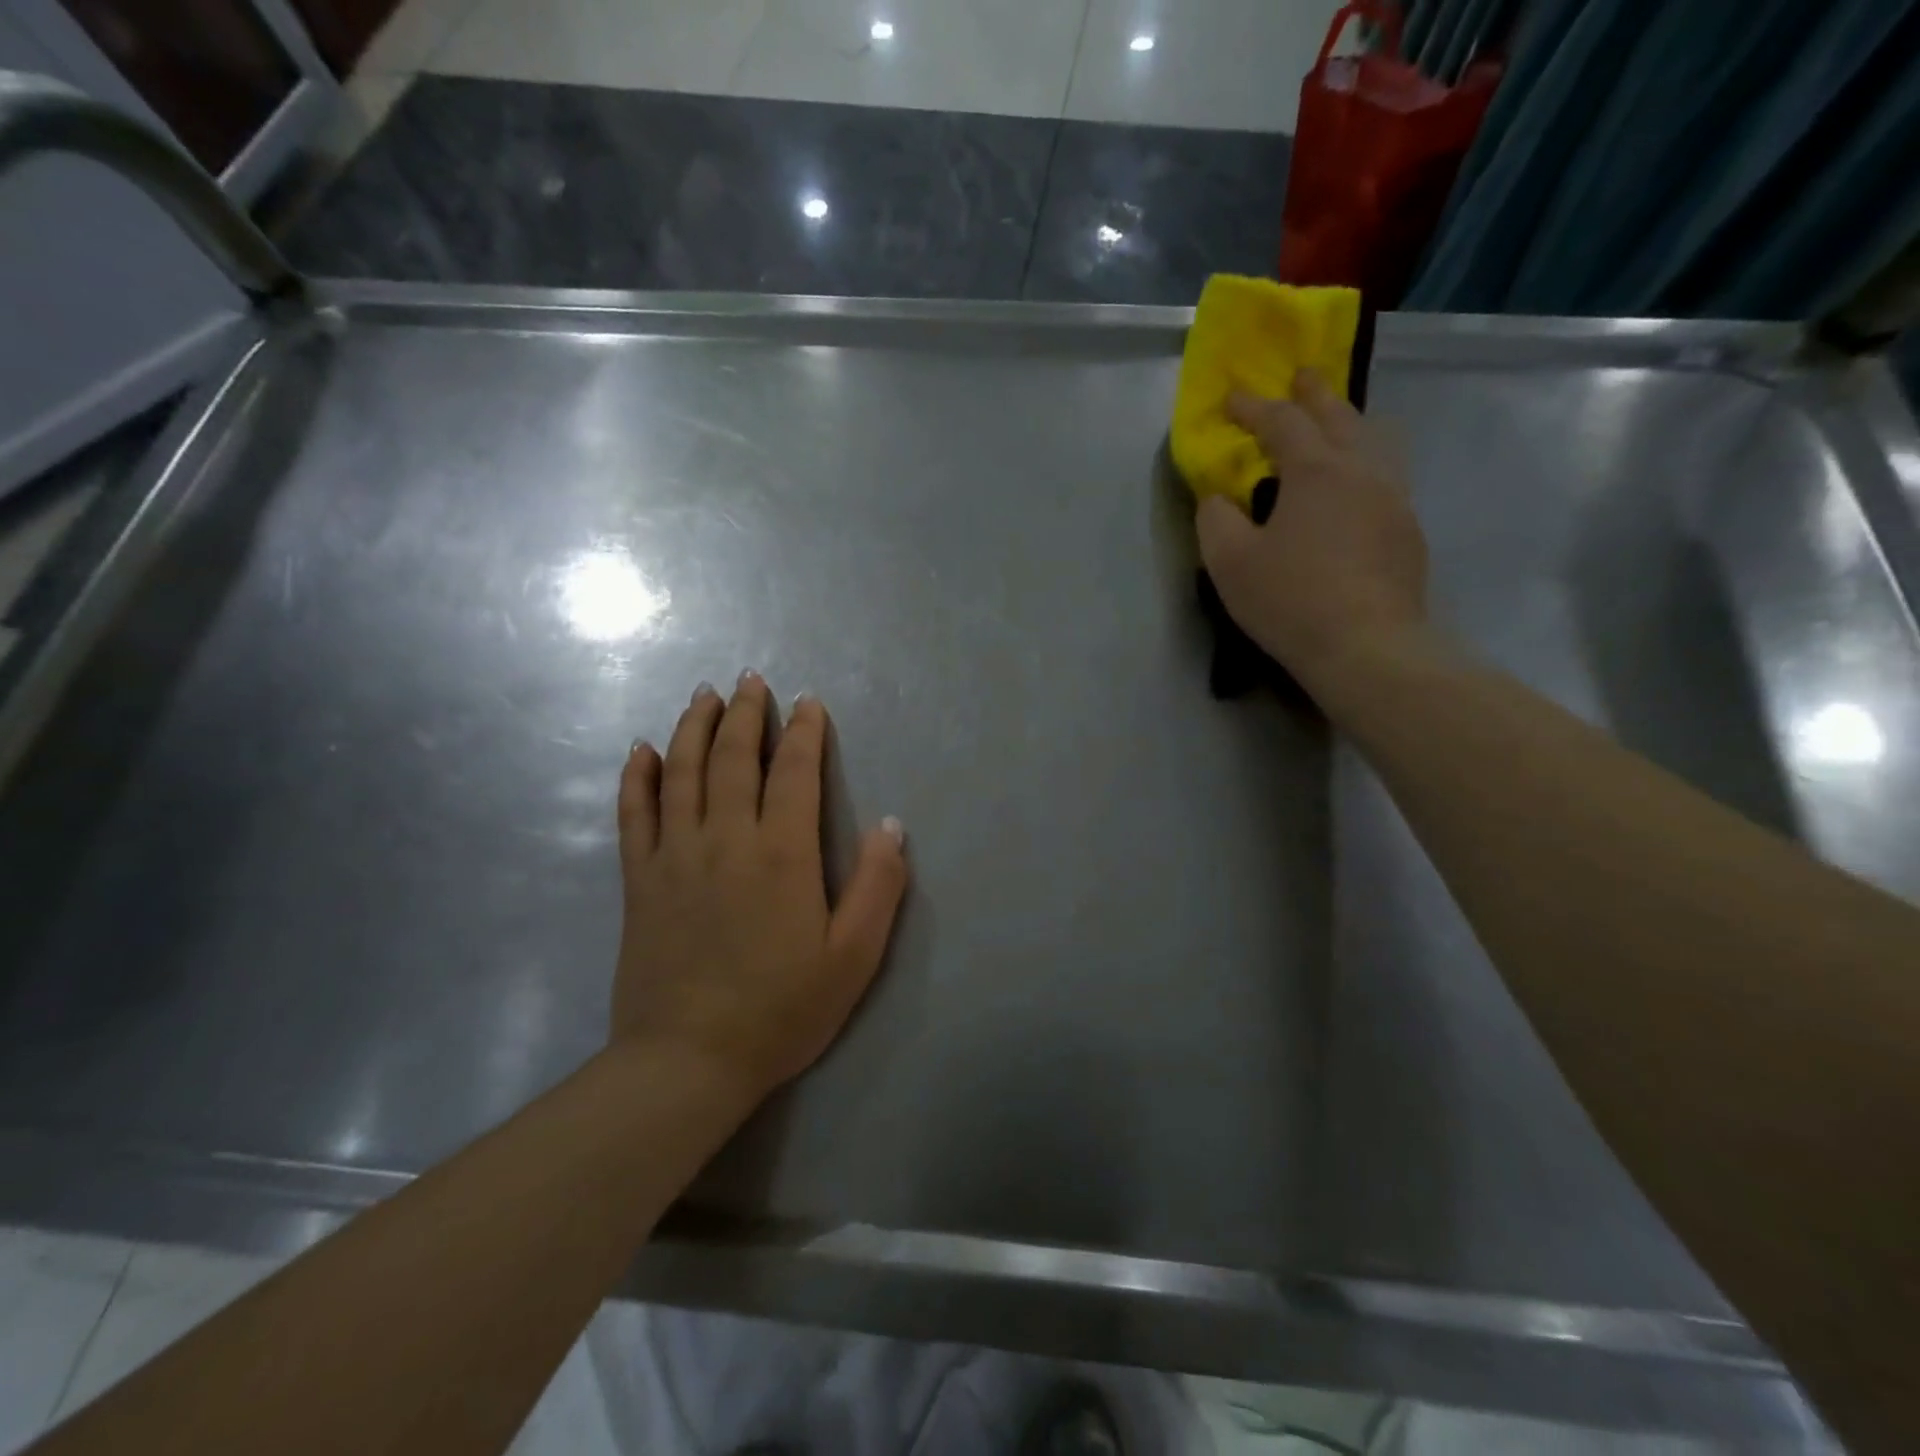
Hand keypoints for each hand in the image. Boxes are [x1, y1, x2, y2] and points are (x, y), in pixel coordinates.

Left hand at [612, 674, 908, 1100]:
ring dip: (694, 728)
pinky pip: (634, 815)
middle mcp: (726, 839)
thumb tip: (892, 824)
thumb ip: (878, 886)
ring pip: (681, 773)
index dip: (803, 732)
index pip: (793, 772)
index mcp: (781, 854)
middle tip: (751, 679)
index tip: (807, 703)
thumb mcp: (854, 957)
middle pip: (732, 759)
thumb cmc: (782, 1009)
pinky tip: (641, 750)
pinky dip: (637, 777)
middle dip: (745, 714)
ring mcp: (675, 856)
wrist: (688, 1061)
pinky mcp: (640, 881)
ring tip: (704, 695)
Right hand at [1197, 368, 1428, 691]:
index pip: (1282, 421)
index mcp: (1316, 470)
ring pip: (1375, 440)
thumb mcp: (1230, 562)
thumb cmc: (1290, 599)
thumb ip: (1216, 520)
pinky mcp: (1408, 530)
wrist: (1366, 646)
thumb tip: (1219, 498)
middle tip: (1301, 377)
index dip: (1253, 406)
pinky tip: (1355, 484)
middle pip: (1340, 416)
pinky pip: (1387, 475)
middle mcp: (1362, 470)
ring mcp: (1394, 498)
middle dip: (1314, 394)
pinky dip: (1366, 461)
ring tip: (1337, 422)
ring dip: (1350, 422)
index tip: (1231, 398)